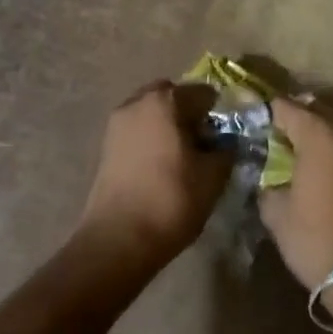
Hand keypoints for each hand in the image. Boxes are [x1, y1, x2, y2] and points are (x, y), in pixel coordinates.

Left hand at [76, 81, 227, 272]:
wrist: (118, 240)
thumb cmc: (171, 200)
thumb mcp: (214, 175)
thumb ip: (226, 149)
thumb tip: (226, 142)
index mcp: (166, 100)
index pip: (204, 93)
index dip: (220, 114)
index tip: (227, 138)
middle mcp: (137, 102)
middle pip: (174, 97)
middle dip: (190, 114)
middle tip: (204, 144)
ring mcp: (117, 123)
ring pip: (153, 113)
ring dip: (169, 126)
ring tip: (183, 158)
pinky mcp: (106, 146)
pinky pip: (138, 130)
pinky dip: (152, 139)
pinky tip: (162, 167)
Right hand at [259, 97, 332, 291]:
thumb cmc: (315, 238)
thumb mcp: (276, 212)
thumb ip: (267, 183)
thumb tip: (267, 175)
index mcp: (319, 135)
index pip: (286, 107)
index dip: (266, 110)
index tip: (251, 116)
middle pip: (315, 110)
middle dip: (293, 117)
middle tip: (271, 131)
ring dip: (315, 132)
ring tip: (292, 149)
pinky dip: (330, 149)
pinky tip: (315, 167)